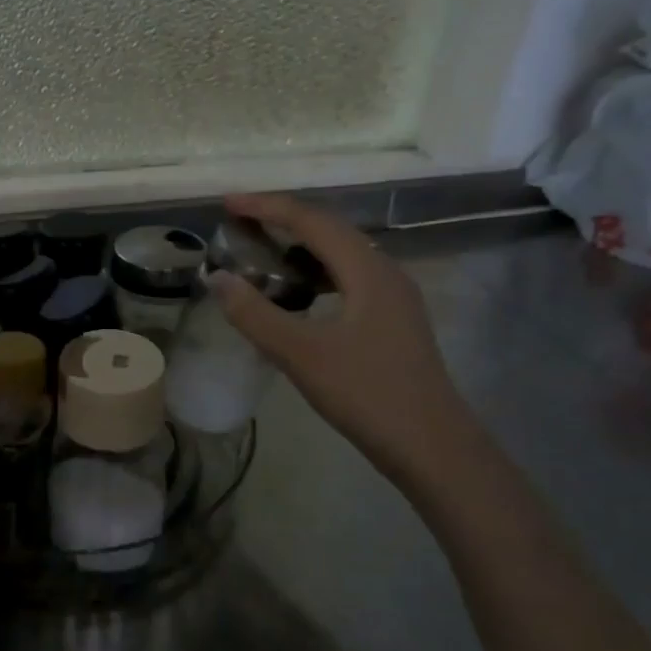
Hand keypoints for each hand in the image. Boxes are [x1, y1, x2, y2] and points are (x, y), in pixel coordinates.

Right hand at [207, 192, 474, 483]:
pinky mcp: (393, 321)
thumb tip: (217, 277)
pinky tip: (296, 296)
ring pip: (340, 256)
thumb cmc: (367, 395)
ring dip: (299, 249)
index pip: (312, 221)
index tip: (227, 203)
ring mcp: (394, 298)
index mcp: (368, 270)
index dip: (267, 207)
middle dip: (283, 221)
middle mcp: (385, 272)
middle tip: (239, 225)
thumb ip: (255, 314)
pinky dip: (314, 275)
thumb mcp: (301, 354)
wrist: (432, 447)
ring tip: (261, 254)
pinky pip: (347, 280)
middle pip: (329, 231)